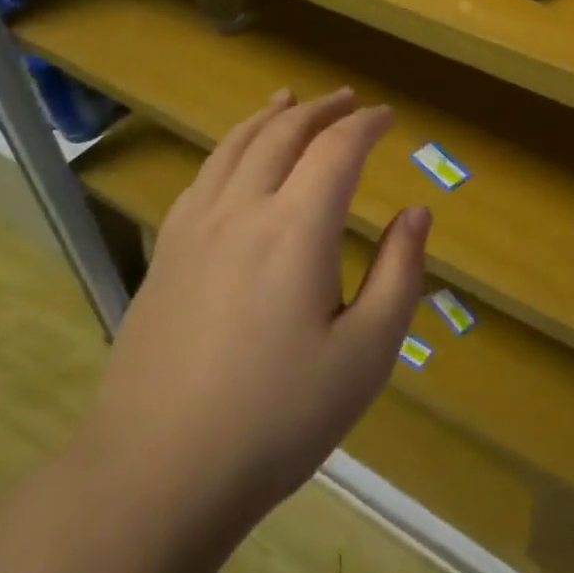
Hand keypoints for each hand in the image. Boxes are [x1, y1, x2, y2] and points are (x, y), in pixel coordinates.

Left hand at [81, 88, 428, 525]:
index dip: (366, 124)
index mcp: (296, 228)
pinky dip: (230, 147)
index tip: (388, 116)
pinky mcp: (165, 253)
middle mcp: (242, 209)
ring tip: (290, 100)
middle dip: (321, 109)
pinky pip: (203, 175)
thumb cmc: (277, 418)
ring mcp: (194, 228)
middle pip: (283, 132)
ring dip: (270, 116)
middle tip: (348, 100)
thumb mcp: (365, 354)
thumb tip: (417, 212)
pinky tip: (235, 158)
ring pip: (235, 145)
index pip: (337, 149)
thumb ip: (399, 274)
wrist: (156, 472)